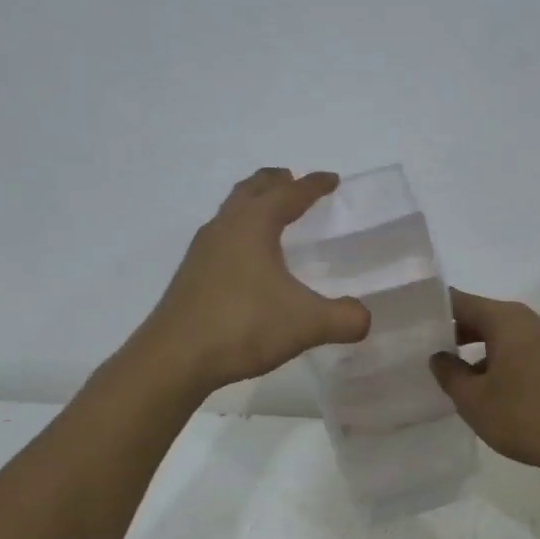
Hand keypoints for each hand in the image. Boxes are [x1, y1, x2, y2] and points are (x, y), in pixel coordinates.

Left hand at [139, 168, 370, 393]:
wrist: (175, 358)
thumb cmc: (243, 326)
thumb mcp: (306, 324)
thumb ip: (344, 318)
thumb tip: (364, 318)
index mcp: (254, 224)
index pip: (290, 194)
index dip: (313, 185)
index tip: (332, 180)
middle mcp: (225, 227)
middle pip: (252, 189)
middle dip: (275, 181)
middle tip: (293, 180)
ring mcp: (202, 250)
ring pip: (231, 211)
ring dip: (252, 203)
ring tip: (271, 214)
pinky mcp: (191, 274)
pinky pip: (220, 237)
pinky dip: (239, 231)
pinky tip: (246, 259)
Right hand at [430, 288, 539, 486]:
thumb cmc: (526, 417)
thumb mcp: (475, 400)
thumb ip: (450, 374)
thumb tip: (438, 356)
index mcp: (506, 319)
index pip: (460, 301)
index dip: (434, 309)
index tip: (410, 321)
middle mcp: (529, 320)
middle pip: (482, 315)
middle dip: (454, 331)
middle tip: (423, 348)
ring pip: (502, 335)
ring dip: (477, 349)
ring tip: (451, 372)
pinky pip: (520, 350)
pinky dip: (499, 360)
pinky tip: (487, 388)